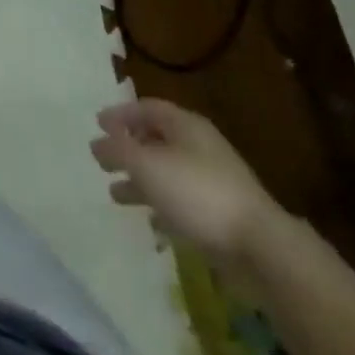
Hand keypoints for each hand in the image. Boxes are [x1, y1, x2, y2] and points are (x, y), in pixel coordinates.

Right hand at [91, 97, 281, 268]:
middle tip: (104, 160)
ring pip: (168, 173)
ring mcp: (213, 181)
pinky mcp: (221, 214)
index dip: (120, 114)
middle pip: (157, 139)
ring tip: (116, 195)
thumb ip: (117, 150)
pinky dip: (163, 207)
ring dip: (141, 181)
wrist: (259, 246)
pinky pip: (184, 202)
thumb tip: (96, 142)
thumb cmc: (197, 192)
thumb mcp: (147, 166)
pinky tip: (152, 223)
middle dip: (129, 149)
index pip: (147, 107)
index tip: (97, 124)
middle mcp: (199, 146)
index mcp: (185, 125)